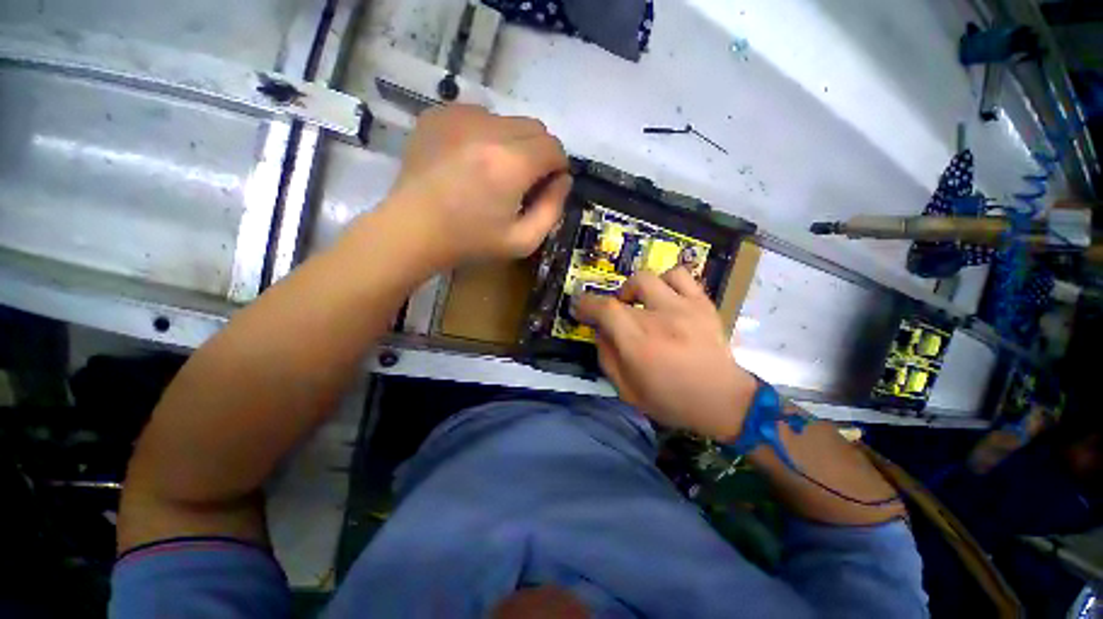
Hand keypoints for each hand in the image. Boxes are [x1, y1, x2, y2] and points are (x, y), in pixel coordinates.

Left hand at [382, 104, 571, 265]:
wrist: (413, 230)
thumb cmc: (470, 242)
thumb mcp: (523, 240)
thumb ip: (552, 209)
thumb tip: (563, 180)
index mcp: (511, 164)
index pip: (554, 147)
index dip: (557, 167)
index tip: (547, 186)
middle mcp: (488, 130)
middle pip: (534, 127)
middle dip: (538, 153)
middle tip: (522, 181)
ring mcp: (459, 117)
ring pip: (507, 120)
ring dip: (511, 143)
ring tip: (492, 172)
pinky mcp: (438, 115)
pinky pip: (478, 115)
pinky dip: (485, 135)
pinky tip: (470, 161)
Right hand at [574, 267, 758, 440]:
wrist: (725, 400)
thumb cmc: (672, 401)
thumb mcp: (628, 391)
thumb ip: (607, 358)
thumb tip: (600, 332)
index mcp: (639, 344)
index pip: (605, 309)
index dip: (586, 304)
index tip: (580, 308)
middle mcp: (658, 319)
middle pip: (623, 294)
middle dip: (609, 303)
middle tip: (614, 316)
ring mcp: (683, 307)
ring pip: (648, 278)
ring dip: (635, 289)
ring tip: (639, 303)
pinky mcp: (702, 303)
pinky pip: (680, 275)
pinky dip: (665, 281)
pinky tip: (664, 296)